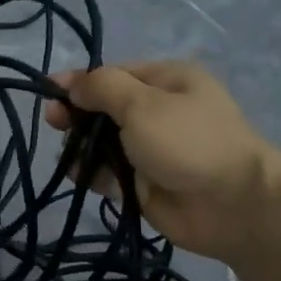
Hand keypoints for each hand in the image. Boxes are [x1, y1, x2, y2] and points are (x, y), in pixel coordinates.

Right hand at [42, 59, 280, 261]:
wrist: (232, 206)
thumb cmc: (188, 142)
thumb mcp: (143, 103)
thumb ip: (101, 88)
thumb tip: (72, 83)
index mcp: (165, 81)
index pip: (111, 75)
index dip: (79, 82)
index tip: (47, 92)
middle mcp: (157, 111)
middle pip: (103, 108)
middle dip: (77, 115)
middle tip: (55, 124)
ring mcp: (149, 148)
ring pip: (100, 141)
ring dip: (81, 147)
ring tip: (72, 157)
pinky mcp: (142, 182)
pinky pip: (106, 171)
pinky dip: (91, 172)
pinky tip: (82, 176)